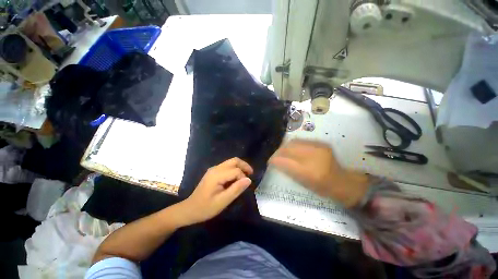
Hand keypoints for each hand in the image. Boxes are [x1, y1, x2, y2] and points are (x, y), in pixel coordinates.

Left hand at [178, 158, 253, 224]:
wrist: (189, 209)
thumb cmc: (205, 208)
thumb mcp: (222, 201)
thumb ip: (236, 189)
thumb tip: (248, 180)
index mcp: (217, 175)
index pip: (236, 170)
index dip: (243, 177)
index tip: (245, 187)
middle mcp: (216, 168)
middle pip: (234, 160)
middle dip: (244, 166)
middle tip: (251, 174)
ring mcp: (214, 169)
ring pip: (231, 162)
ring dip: (240, 167)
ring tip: (246, 176)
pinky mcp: (213, 172)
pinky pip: (227, 166)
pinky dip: (234, 169)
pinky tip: (236, 178)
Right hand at [269, 139, 368, 207]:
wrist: (343, 181)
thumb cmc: (323, 187)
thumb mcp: (304, 183)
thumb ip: (289, 171)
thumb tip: (275, 162)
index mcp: (310, 172)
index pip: (286, 161)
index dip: (275, 159)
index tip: (270, 161)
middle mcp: (314, 156)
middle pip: (289, 148)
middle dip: (278, 151)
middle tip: (275, 156)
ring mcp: (319, 147)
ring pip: (294, 142)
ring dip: (285, 147)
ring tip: (282, 152)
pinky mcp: (321, 143)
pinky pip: (301, 141)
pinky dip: (293, 144)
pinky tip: (292, 149)